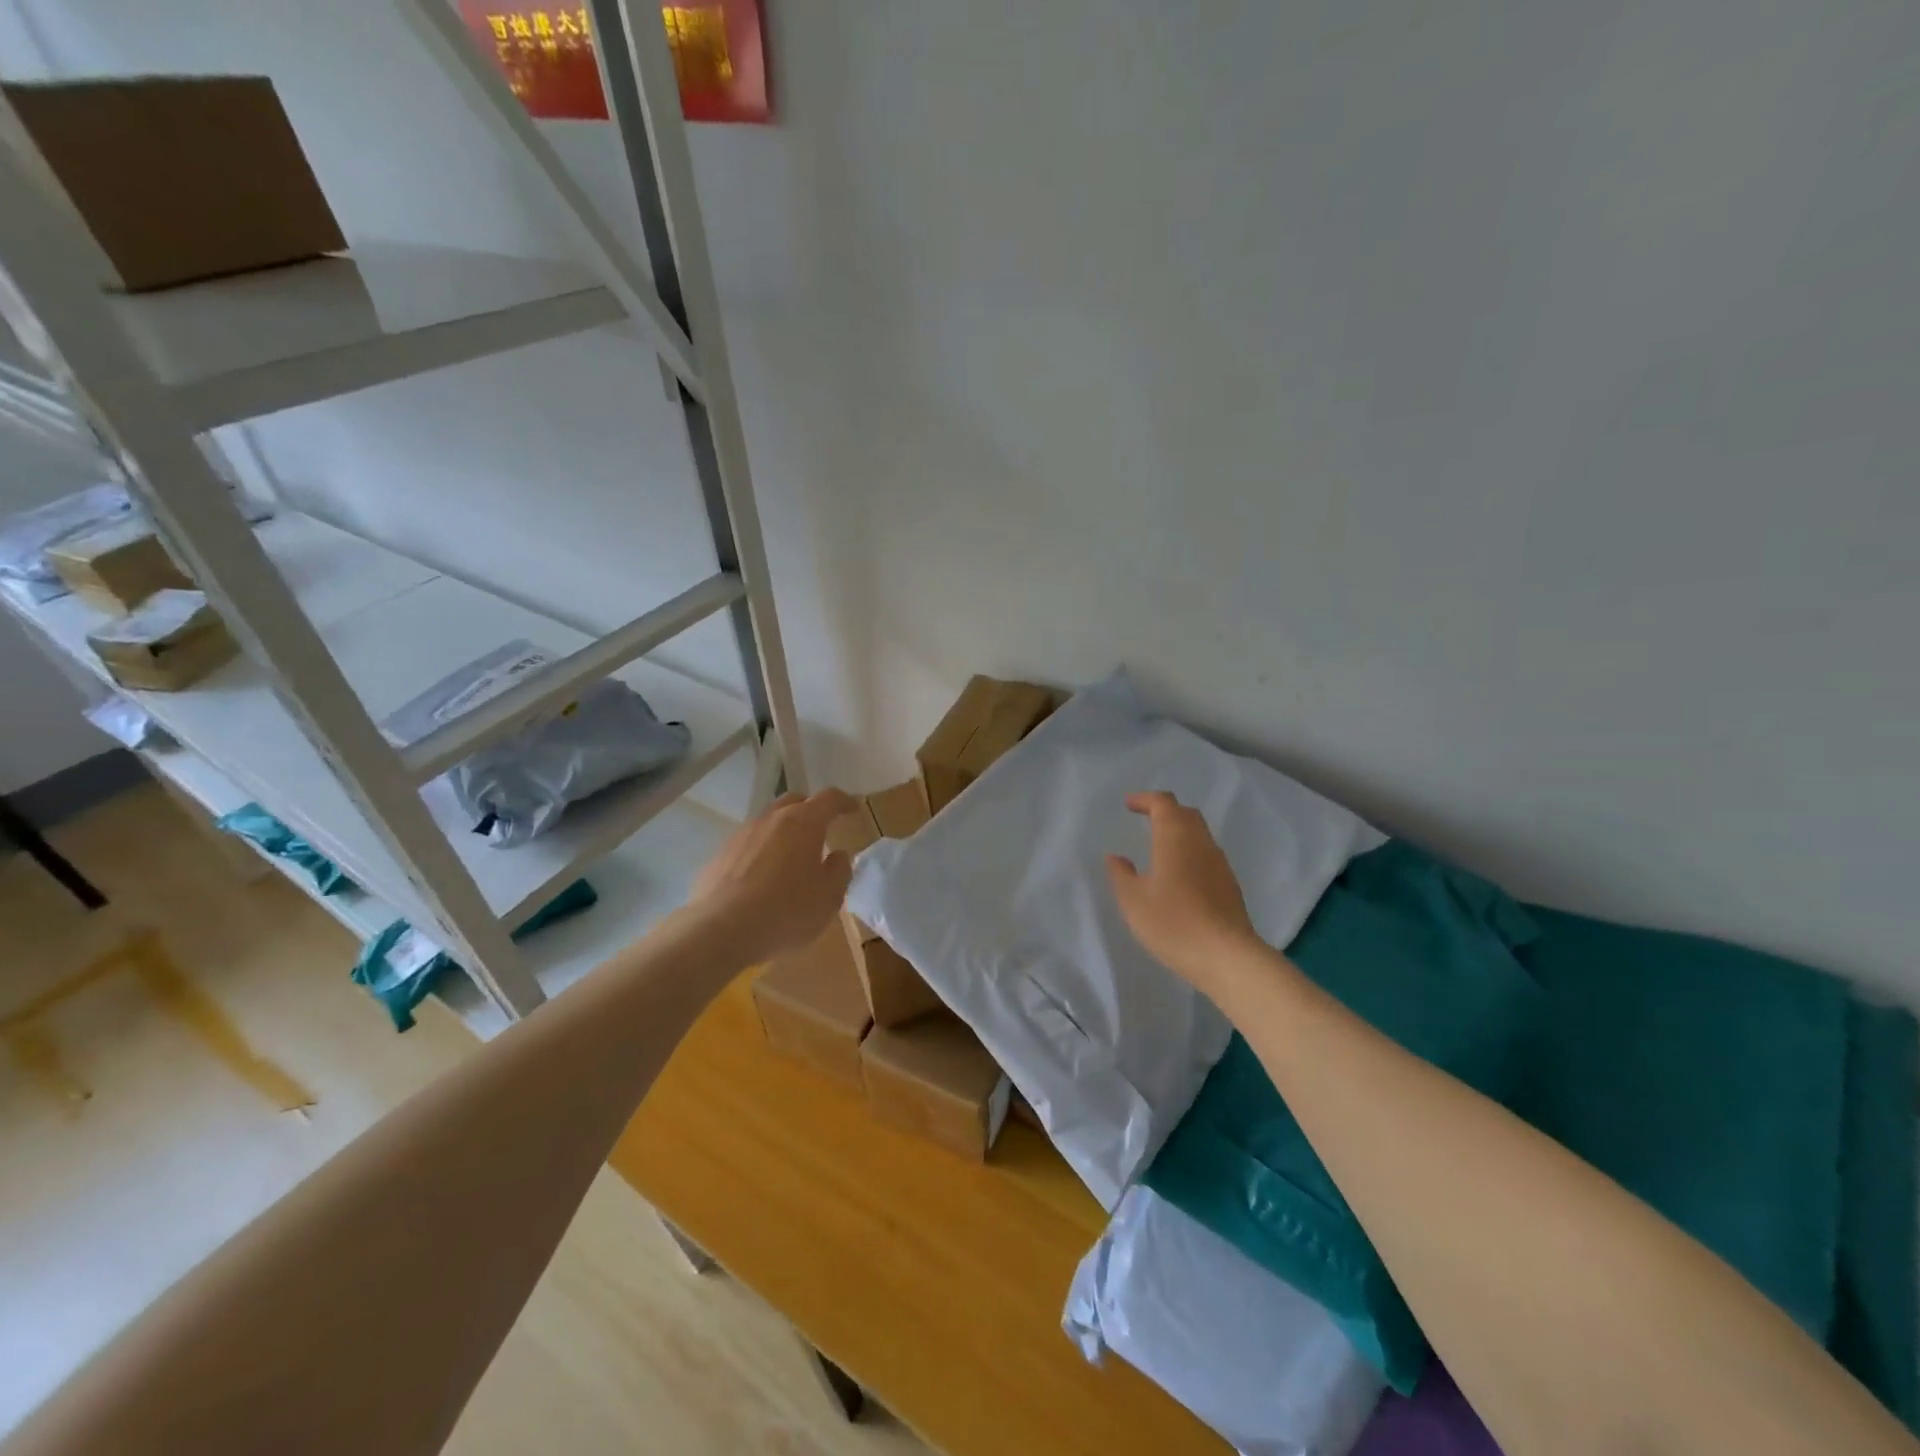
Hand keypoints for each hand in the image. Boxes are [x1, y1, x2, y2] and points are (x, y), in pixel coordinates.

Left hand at [685, 789, 858, 965]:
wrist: (719, 931)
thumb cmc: (786, 912)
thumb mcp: (829, 897)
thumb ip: (839, 871)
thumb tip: (838, 855)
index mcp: (803, 823)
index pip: (828, 798)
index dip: (843, 801)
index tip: (853, 808)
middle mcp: (771, 820)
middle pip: (794, 802)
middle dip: (810, 810)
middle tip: (822, 828)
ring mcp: (741, 836)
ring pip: (768, 823)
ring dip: (783, 833)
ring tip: (791, 858)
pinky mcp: (719, 856)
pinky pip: (748, 846)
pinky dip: (761, 853)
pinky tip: (762, 878)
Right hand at [1107, 791, 1266, 998]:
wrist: (1227, 956)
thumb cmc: (1173, 923)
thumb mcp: (1134, 901)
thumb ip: (1121, 875)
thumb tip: (1116, 857)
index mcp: (1175, 837)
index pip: (1163, 803)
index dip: (1145, 799)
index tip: (1128, 805)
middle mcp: (1201, 842)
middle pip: (1185, 813)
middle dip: (1164, 811)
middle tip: (1145, 819)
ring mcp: (1219, 863)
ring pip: (1199, 833)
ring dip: (1179, 831)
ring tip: (1159, 846)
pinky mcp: (1229, 884)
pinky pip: (1206, 854)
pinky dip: (1190, 852)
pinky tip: (1179, 875)